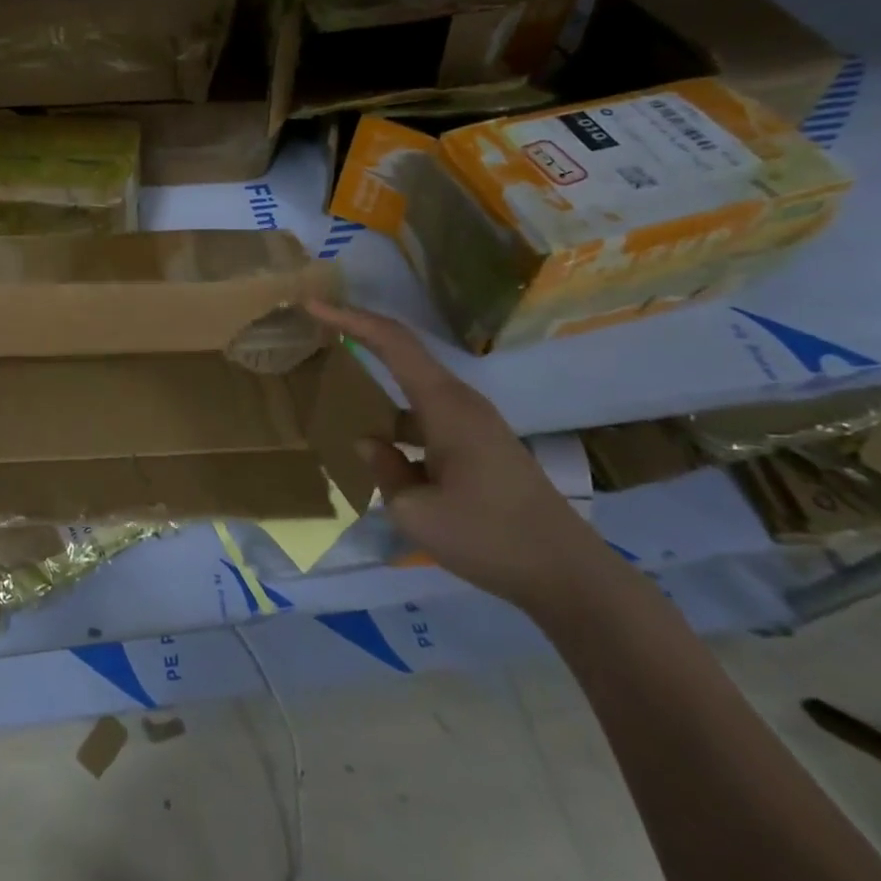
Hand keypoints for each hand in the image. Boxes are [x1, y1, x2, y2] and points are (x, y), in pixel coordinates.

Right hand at [308, 301, 617, 615]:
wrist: (568, 575)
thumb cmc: (488, 538)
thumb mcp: (415, 511)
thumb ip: (384, 469)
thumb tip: (369, 442)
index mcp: (445, 406)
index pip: (392, 343)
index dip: (350, 319)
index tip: (312, 305)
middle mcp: (461, 402)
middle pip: (404, 352)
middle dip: (360, 333)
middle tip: (317, 325)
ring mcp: (474, 422)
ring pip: (415, 384)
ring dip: (378, 373)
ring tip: (336, 377)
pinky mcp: (480, 443)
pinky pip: (427, 411)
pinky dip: (396, 410)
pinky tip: (379, 438)